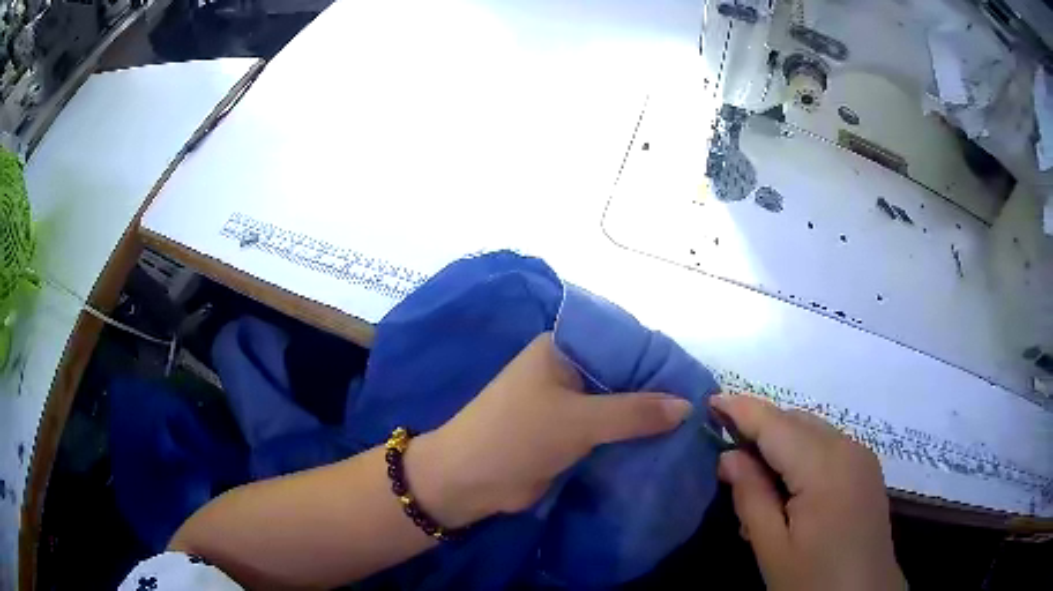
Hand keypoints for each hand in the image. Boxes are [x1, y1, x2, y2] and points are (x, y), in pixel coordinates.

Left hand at [405, 332, 693, 527]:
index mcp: (562, 348)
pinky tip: (662, 443)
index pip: (622, 341)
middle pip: (622, 375)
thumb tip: (687, 405)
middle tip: (699, 407)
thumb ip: (635, 412)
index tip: (695, 377)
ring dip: (645, 417)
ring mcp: (567, 403)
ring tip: (690, 426)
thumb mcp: (579, 420)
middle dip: (655, 392)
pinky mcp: (567, 432)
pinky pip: (607, 429)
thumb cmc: (517, 437)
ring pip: (617, 404)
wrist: (469, 481)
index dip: (657, 358)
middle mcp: (567, 369)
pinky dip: (629, 436)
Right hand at [712, 394, 903, 590]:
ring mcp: (861, 456)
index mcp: (825, 467)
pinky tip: (786, 484)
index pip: (777, 425)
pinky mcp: (866, 469)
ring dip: (780, 440)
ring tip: (751, 474)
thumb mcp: (772, 547)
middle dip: (760, 425)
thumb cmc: (813, 578)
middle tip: (724, 448)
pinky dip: (801, 452)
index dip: (743, 410)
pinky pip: (828, 445)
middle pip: (797, 421)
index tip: (710, 400)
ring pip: (813, 430)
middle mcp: (848, 448)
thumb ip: (751, 497)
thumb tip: (728, 456)